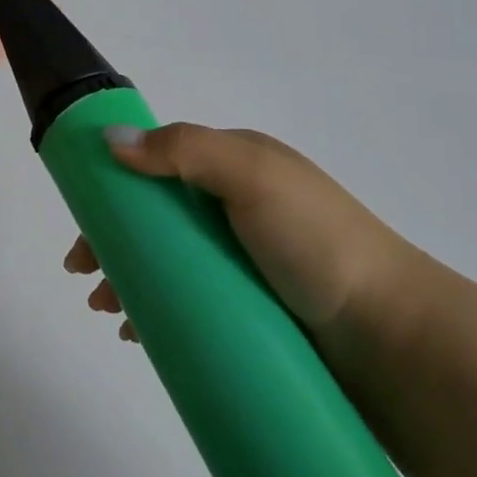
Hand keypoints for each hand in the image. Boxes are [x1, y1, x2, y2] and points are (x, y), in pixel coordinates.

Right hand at [64, 123, 422, 340]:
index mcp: (238, 166)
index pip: (160, 163)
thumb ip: (183, 150)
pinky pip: (190, 303)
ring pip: (170, 264)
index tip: (83, 222)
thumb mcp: (252, 176)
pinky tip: (137, 334)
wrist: (392, 338)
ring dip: (129, 279)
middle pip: (158, 218)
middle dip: (114, 241)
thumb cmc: (317, 242)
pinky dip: (157, 311)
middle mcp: (238, 209)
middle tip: (86, 277)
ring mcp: (246, 263)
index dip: (115, 185)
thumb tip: (109, 138)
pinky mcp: (252, 311)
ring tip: (106, 312)